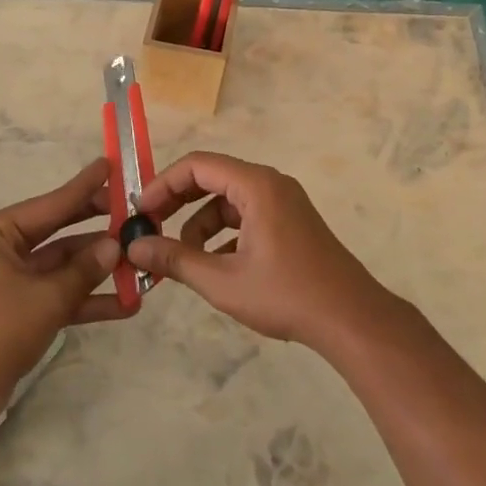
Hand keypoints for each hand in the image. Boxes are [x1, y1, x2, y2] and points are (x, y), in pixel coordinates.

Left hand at [0, 158, 131, 418]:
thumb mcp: (46, 297)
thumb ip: (84, 270)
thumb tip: (116, 246)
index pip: (51, 204)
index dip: (84, 187)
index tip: (112, 165)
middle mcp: (3, 250)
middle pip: (60, 232)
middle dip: (98, 229)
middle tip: (135, 213)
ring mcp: (13, 281)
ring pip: (64, 266)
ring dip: (99, 270)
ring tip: (142, 262)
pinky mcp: (21, 310)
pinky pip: (59, 295)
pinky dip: (87, 299)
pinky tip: (127, 304)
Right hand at [125, 152, 395, 350]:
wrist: (351, 319)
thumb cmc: (286, 294)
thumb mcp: (222, 281)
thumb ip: (175, 260)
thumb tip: (134, 248)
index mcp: (256, 185)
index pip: (197, 166)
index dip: (163, 184)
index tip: (139, 211)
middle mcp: (271, 184)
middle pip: (212, 178)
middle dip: (178, 202)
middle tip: (151, 228)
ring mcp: (284, 202)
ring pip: (228, 200)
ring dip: (200, 223)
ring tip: (183, 258)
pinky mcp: (291, 222)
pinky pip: (247, 215)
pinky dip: (224, 234)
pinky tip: (214, 266)